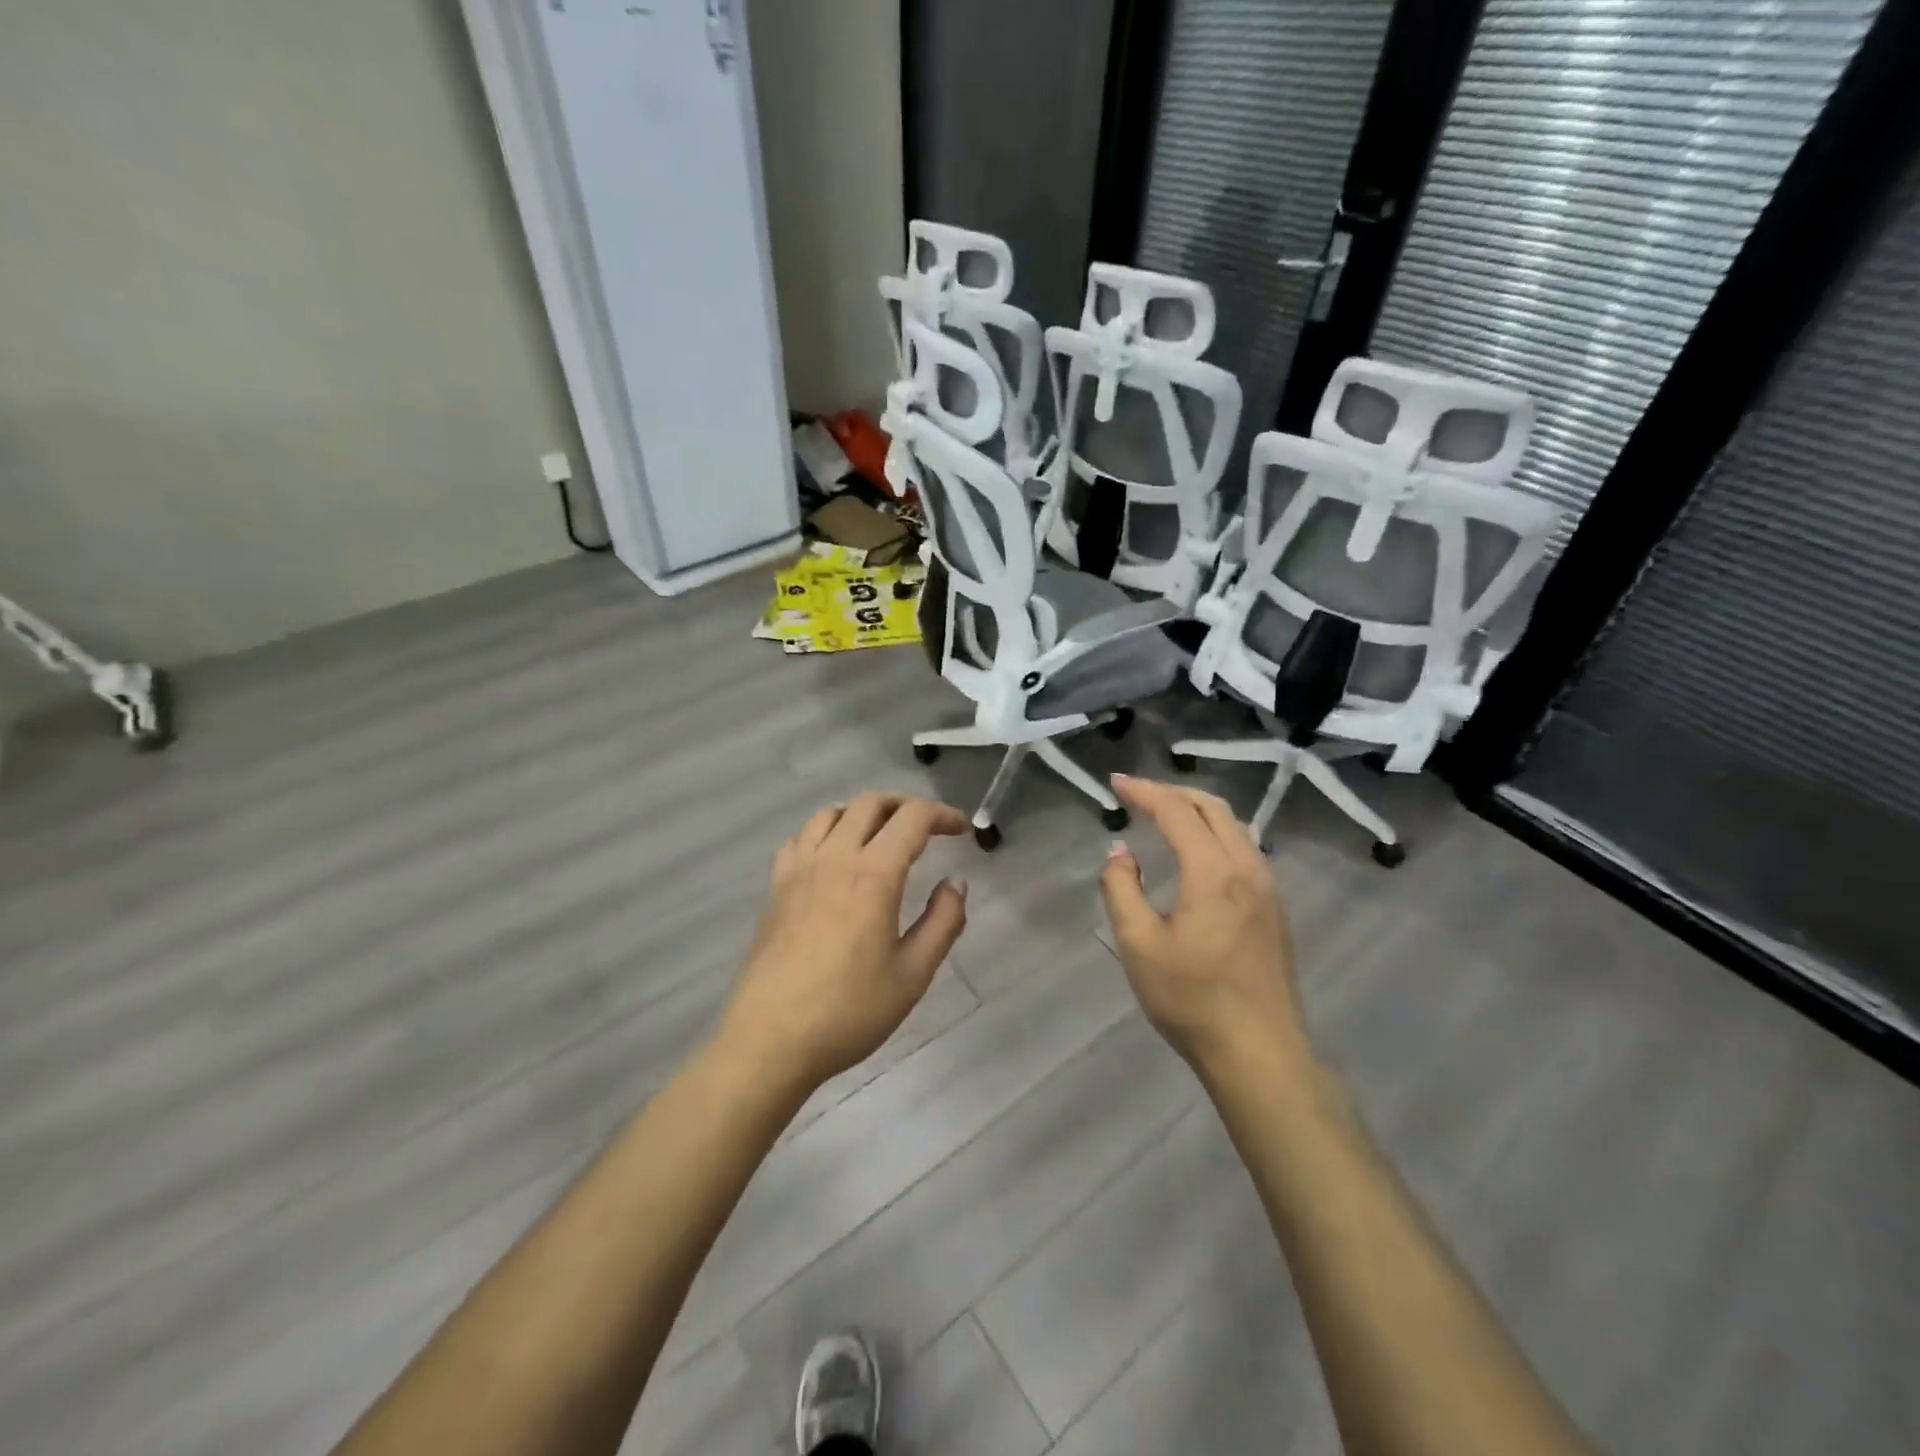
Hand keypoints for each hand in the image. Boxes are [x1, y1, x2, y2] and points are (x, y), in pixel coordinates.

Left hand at [716, 792, 970, 1094]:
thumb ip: (942, 922)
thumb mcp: (913, 975)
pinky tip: (832, 859)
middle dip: (905, 806)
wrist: (771, 1040)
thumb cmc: (849, 1011)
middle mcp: (834, 858)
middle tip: (927, 829)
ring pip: (831, 813)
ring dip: (863, 814)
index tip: (960, 831)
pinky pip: (800, 838)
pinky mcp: (775, 887)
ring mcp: (798, 869)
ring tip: (881, 838)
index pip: (912, 818)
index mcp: (873, 874)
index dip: (942, 815)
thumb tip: (955, 884)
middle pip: (870, 803)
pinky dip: (824, 833)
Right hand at [1098, 774, 1306, 1075]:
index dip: (1144, 791)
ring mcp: (1267, 888)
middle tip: (1138, 793)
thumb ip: (1122, 888)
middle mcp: (1247, 868)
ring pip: (1234, 826)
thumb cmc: (1191, 999)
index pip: (1176, 812)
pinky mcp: (1274, 909)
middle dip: (1173, 792)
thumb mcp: (1138, 944)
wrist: (1259, 1052)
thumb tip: (1120, 851)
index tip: (1116, 783)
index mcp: (1213, 872)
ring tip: (1165, 814)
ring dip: (1197, 810)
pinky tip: (1198, 852)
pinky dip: (1216, 832)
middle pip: (1212, 808)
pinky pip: (1244, 849)